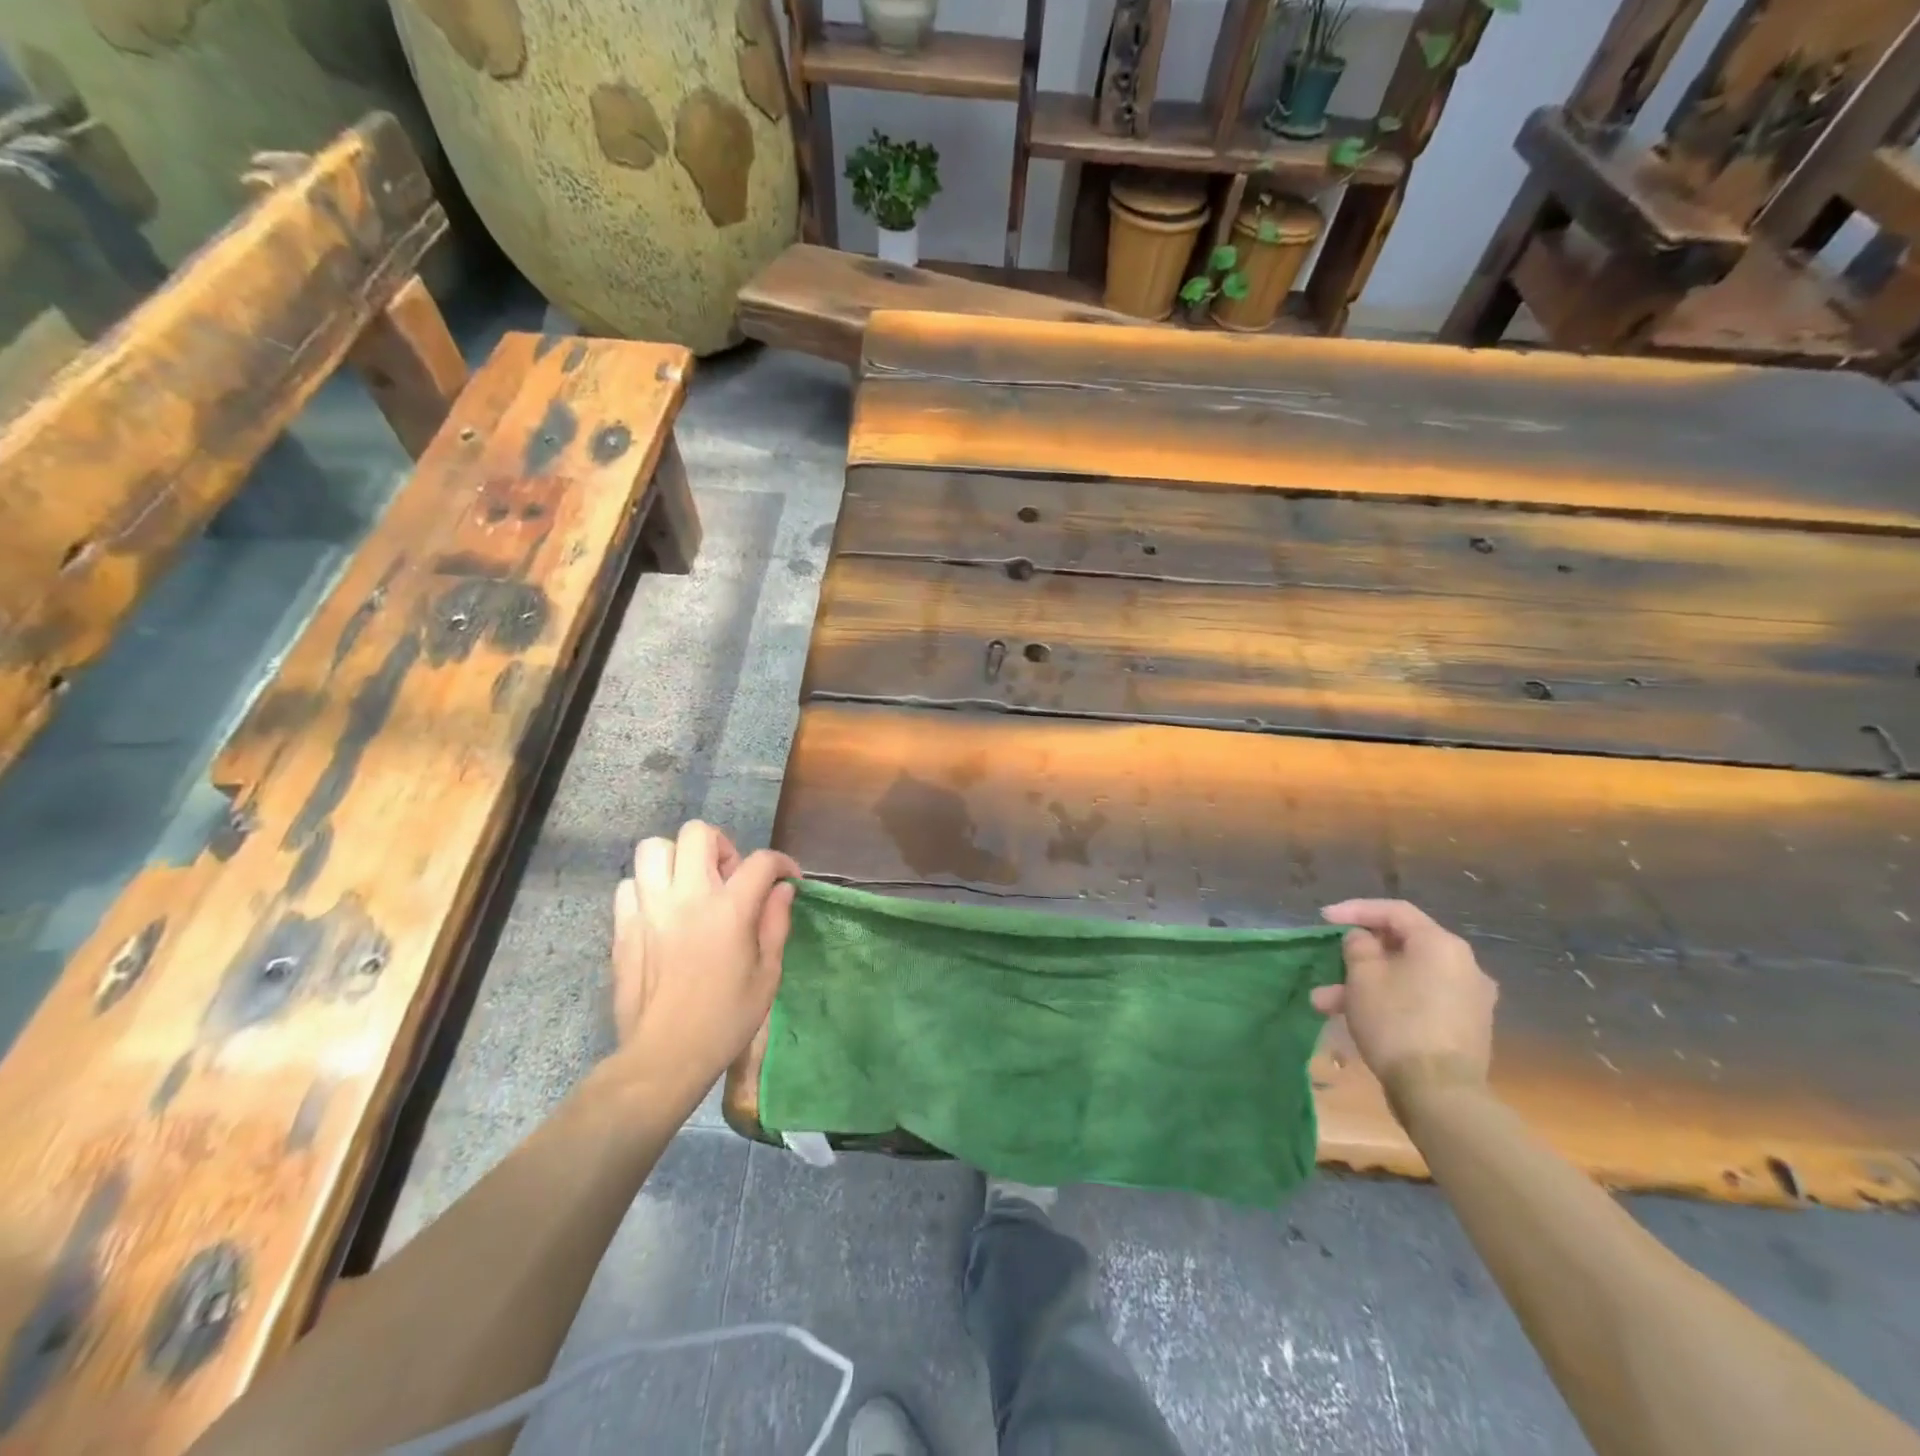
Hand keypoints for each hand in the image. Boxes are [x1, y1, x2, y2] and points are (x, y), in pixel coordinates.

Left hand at [611, 821, 799, 1092]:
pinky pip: (629, 885)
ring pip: (654, 849)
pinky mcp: (622, 927)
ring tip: (691, 887)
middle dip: (721, 846)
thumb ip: (776, 923)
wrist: (665, 1057)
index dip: (781, 863)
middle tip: (729, 878)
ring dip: (678, 860)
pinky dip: (647, 888)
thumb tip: (782, 890)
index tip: (787, 879)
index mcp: (729, 910)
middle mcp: (687, 897)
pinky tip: (662, 912)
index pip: (761, 861)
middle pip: (697, 834)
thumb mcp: (768, 975)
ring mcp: (649, 909)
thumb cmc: (726, 1020)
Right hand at [1310, 899, 1497, 1097]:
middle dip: (1357, 956)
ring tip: (1325, 1004)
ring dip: (1366, 986)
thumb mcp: (1363, 977)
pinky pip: (1420, 1000)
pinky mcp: (1465, 1028)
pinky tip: (1357, 1019)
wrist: (1441, 1094)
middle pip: (1402, 946)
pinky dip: (1389, 1001)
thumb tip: (1363, 939)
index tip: (1323, 918)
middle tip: (1327, 963)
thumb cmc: (1397, 1023)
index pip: (1395, 912)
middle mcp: (1464, 966)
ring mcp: (1469, 999)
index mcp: (1441, 945)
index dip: (1355, 910)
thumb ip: (1358, 947)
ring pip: (1406, 978)